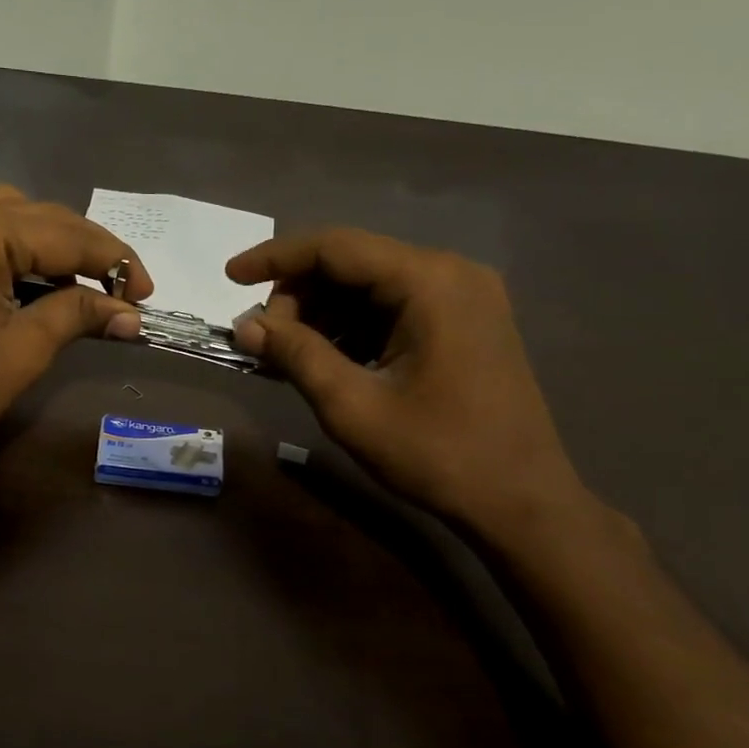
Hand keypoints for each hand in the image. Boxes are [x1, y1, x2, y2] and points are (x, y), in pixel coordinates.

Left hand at [0, 185, 150, 464]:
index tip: (147, 294)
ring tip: (84, 291)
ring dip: (54, 249)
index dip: (113, 261)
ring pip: (12, 220)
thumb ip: (77, 316)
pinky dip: (18, 255)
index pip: (66, 233)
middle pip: (41, 218)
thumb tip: (130, 314)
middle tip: (123, 294)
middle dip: (87, 253)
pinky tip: (39, 285)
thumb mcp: (22, 351)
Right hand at [227, 228, 593, 538]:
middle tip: (266, 342)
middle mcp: (451, 273)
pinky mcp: (464, 323)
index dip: (275, 259)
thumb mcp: (353, 406)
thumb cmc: (436, 453)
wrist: (519, 499)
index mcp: (429, 281)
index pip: (335, 247)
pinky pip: (393, 309)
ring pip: (370, 286)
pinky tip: (328, 362)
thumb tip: (246, 326)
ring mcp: (463, 297)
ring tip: (290, 358)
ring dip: (323, 315)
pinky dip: (353, 328)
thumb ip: (296, 356)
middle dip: (299, 296)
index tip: (229, 277)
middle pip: (353, 263)